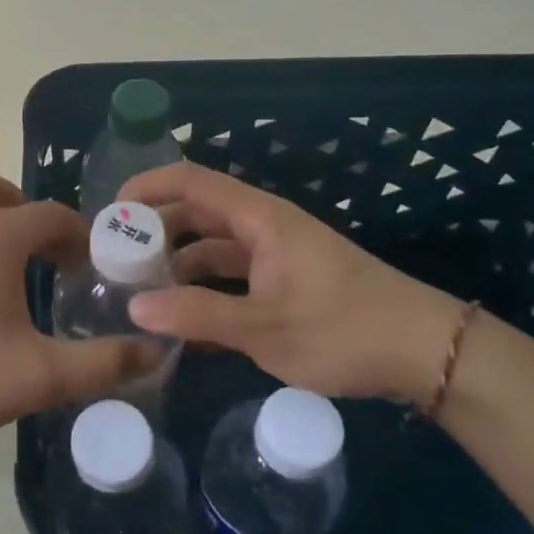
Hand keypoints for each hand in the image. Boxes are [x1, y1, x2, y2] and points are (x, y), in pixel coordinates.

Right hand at [121, 162, 467, 402]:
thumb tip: (134, 308)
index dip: (147, 187)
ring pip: (213, 245)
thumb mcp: (264, 329)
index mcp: (258, 218)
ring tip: (141, 291)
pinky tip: (184, 320)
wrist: (425, 352)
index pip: (190, 181)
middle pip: (197, 212)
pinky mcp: (287, 278)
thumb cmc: (343, 330)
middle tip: (115, 259)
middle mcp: (263, 225)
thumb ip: (197, 315)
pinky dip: (206, 288)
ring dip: (178, 263)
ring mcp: (276, 252)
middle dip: (155, 230)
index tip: (109, 213)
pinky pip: (233, 273)